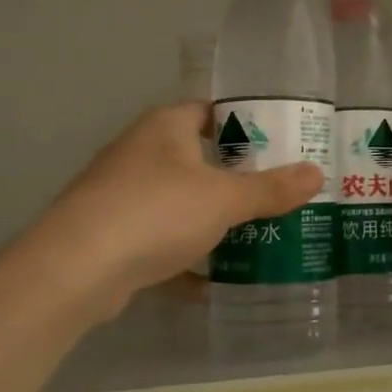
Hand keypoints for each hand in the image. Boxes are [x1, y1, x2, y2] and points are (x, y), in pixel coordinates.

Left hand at [0, 103, 322, 334]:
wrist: (74, 270)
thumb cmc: (156, 212)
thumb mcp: (224, 199)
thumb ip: (271, 188)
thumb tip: (317, 173)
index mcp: (164, 127)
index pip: (210, 111)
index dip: (245, 123)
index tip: (279, 143)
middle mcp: (139, 152)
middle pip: (196, 157)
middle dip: (234, 176)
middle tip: (277, 190)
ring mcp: (120, 194)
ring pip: (178, 201)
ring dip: (210, 217)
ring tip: (254, 232)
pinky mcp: (110, 234)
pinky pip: (158, 238)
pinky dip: (184, 256)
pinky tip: (212, 280)